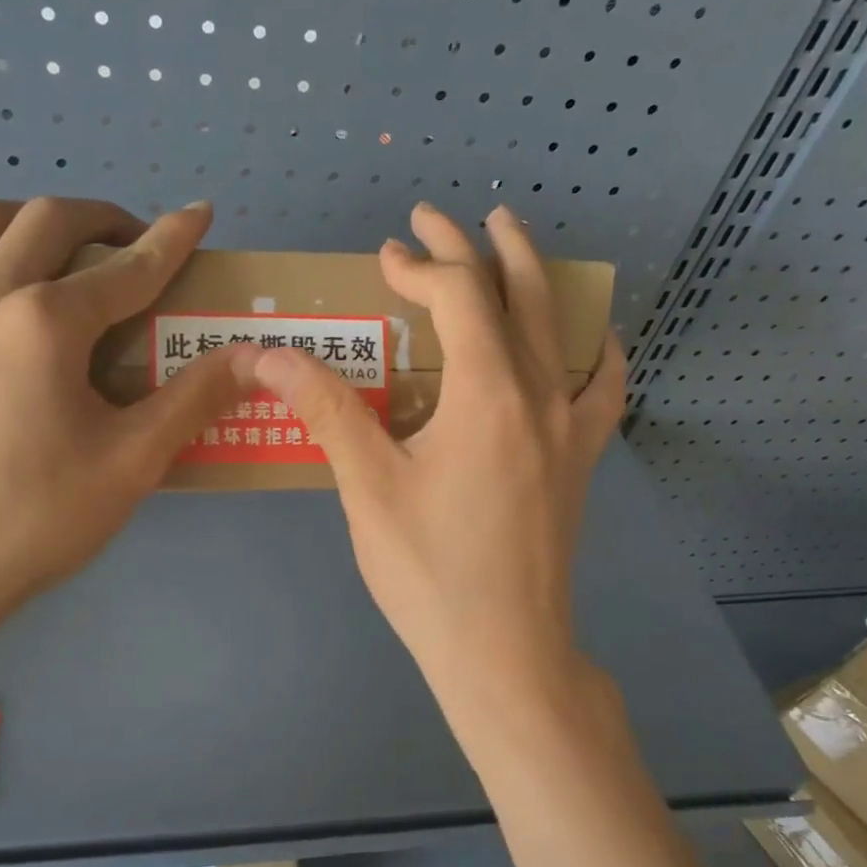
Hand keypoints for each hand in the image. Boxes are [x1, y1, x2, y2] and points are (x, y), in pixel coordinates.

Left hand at [0, 196, 255, 655]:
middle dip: (101, 218)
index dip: (172, 238)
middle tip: (130, 247)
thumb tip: (254, 357)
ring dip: (15, 224)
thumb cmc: (36, 520)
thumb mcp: (133, 462)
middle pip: (45, 220)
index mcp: (44, 323)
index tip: (200, 212)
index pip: (127, 267)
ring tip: (46, 260)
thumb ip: (195, 399)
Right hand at [251, 202, 625, 729]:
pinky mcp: (579, 460)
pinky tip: (590, 338)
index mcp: (487, 393)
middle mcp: (539, 395)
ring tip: (511, 241)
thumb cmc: (429, 571)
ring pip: (560, 327)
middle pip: (514, 295)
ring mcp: (569, 427)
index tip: (384, 257)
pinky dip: (594, 349)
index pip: (457, 298)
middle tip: (442, 215)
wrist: (504, 651)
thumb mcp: (367, 487)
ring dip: (532, 277)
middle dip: (474, 246)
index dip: (418, 266)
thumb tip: (268, 354)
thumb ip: (325, 409)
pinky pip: (599, 386)